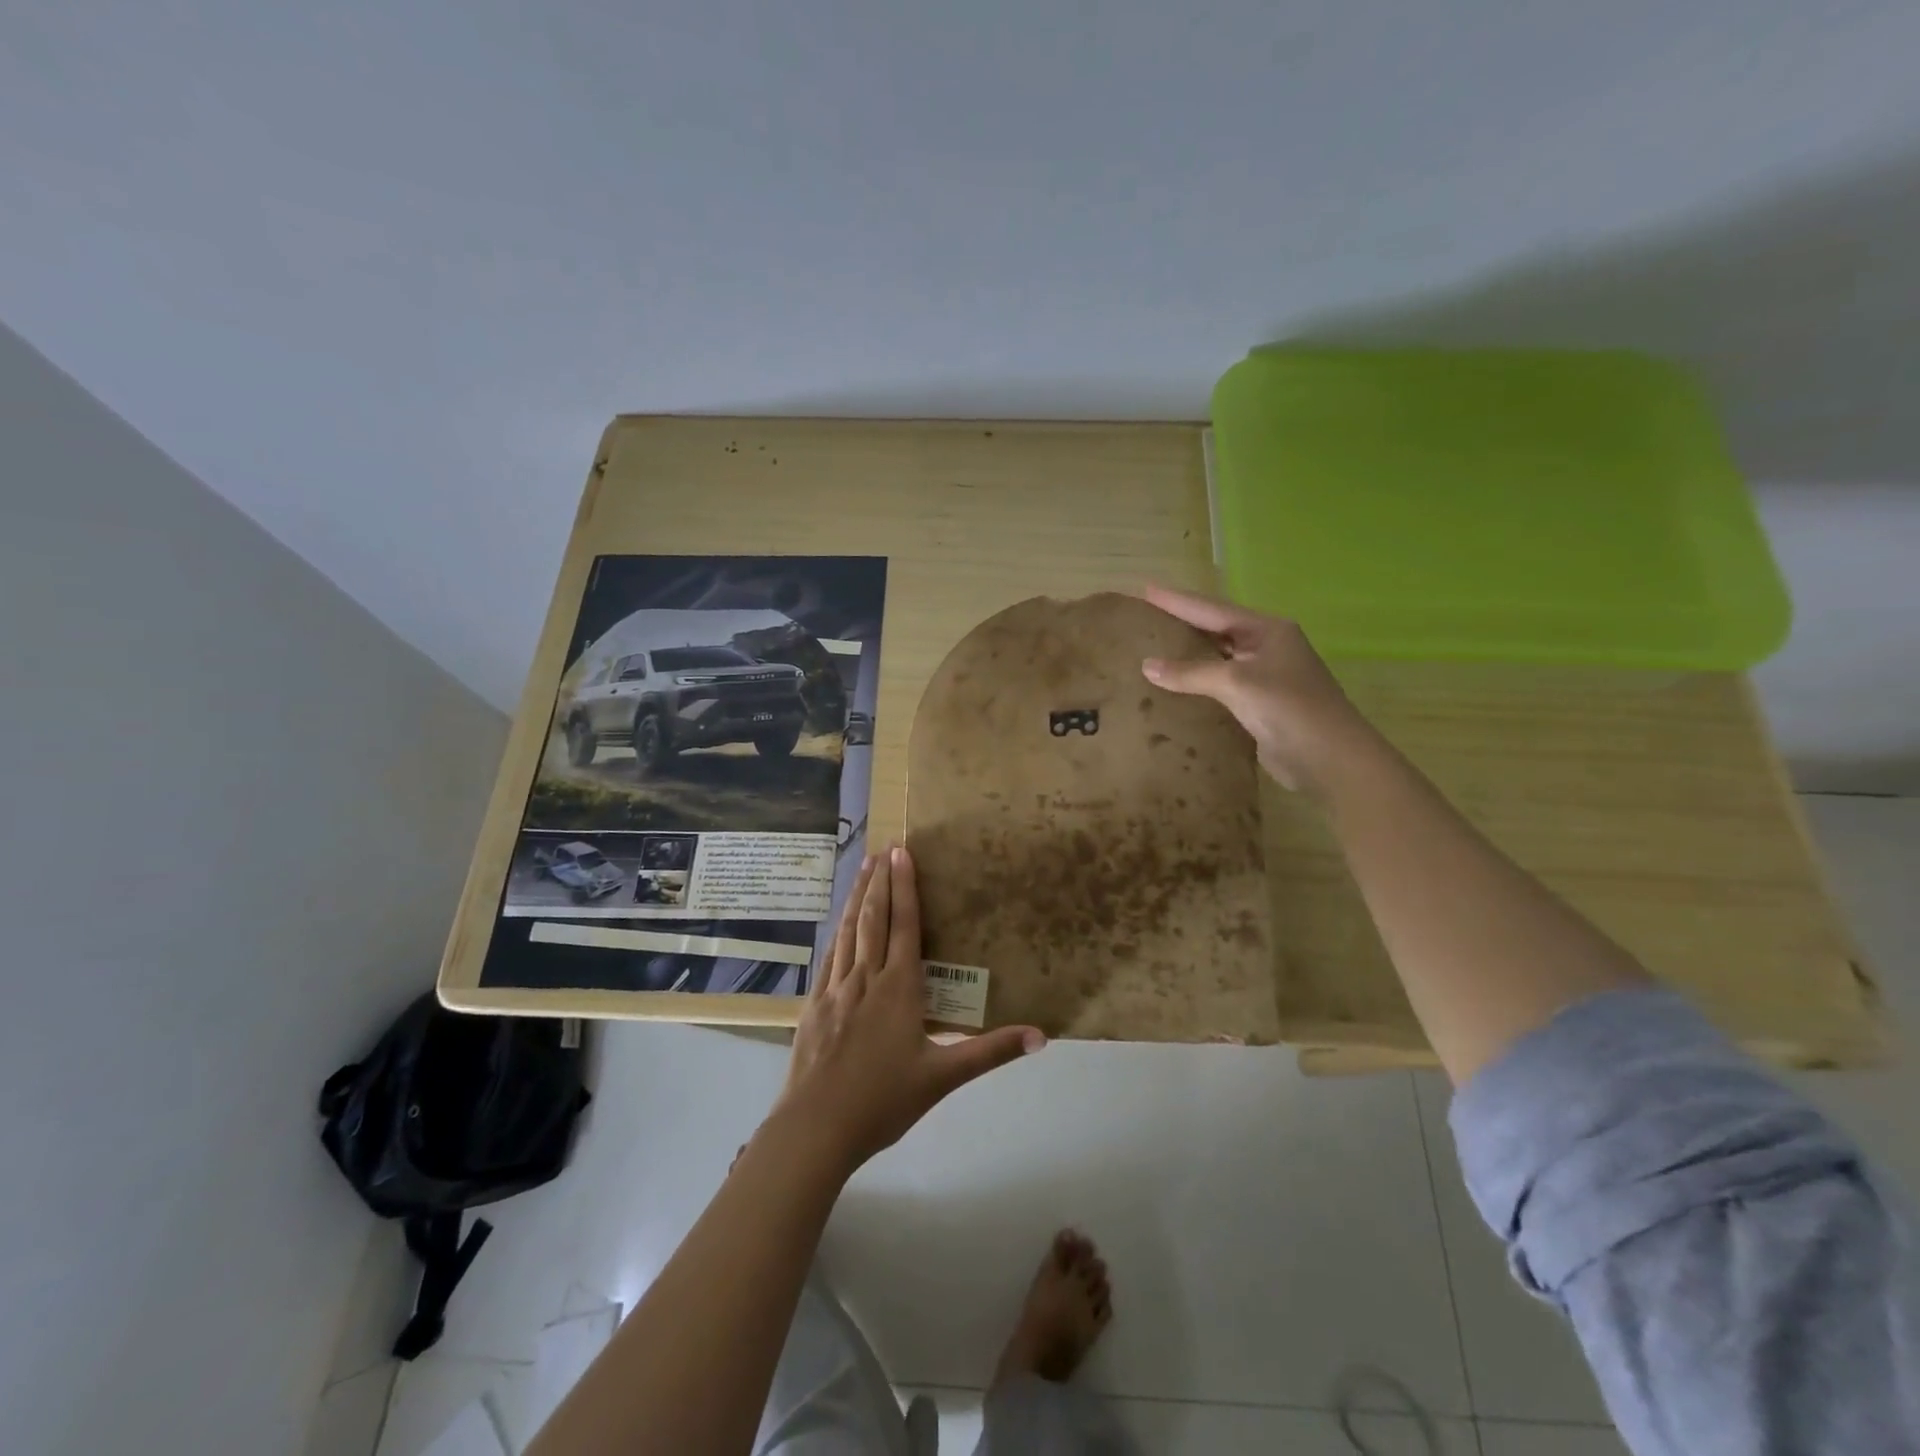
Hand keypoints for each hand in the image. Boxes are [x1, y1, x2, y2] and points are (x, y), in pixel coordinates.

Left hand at [776, 846, 1044, 1173]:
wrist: (816, 1127)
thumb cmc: (883, 1100)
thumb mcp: (943, 1077)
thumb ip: (991, 1051)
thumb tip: (1041, 1036)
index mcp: (899, 988)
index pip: (905, 925)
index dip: (905, 887)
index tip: (902, 853)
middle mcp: (866, 978)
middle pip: (873, 918)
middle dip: (880, 881)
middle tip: (883, 848)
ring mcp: (835, 989)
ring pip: (848, 932)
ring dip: (857, 897)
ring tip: (862, 868)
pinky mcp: (813, 1005)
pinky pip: (829, 957)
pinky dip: (836, 932)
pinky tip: (837, 925)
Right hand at [1139, 584, 1376, 794]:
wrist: (1330, 757)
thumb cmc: (1288, 707)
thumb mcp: (1236, 682)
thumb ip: (1191, 673)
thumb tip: (1147, 665)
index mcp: (1267, 630)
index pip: (1213, 610)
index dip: (1178, 600)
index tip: (1147, 589)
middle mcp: (1267, 647)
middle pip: (1217, 630)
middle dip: (1183, 623)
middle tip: (1147, 616)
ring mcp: (1265, 677)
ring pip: (1219, 658)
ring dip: (1189, 654)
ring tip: (1155, 647)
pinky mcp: (1260, 705)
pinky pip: (1221, 686)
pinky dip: (1197, 683)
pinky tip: (1175, 686)